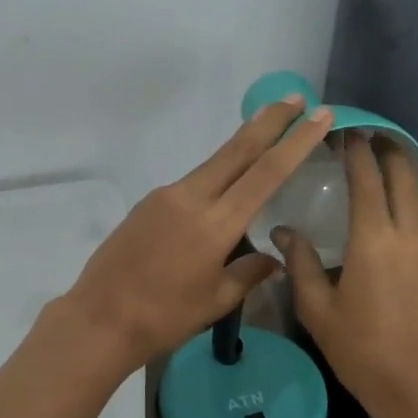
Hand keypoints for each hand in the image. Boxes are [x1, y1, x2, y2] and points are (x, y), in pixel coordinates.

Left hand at [64, 97, 334, 372]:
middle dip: (269, 121)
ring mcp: (165, 196)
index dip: (295, 142)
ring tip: (266, 132)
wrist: (99, 319)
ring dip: (241, 146)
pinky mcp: (147, 203)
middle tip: (295, 98)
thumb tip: (273, 258)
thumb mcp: (215, 300)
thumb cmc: (164, 318)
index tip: (318, 116)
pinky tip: (222, 189)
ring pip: (212, 164)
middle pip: (237, 150)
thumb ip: (249, 272)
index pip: (266, 173)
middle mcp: (191, 198)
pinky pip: (191, 184)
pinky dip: (215, 176)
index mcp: (215, 223)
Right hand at [277, 135, 417, 417]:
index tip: (344, 131)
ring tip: (380, 169)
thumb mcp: (319, 312)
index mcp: (375, 239)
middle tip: (367, 137)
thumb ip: (300, 265)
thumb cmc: (365, 353)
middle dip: (387, 150)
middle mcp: (412, 233)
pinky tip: (396, 215)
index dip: (356, 150)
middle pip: (405, 175)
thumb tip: (283, 232)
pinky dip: (411, 204)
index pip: (367, 177)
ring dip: (402, 177)